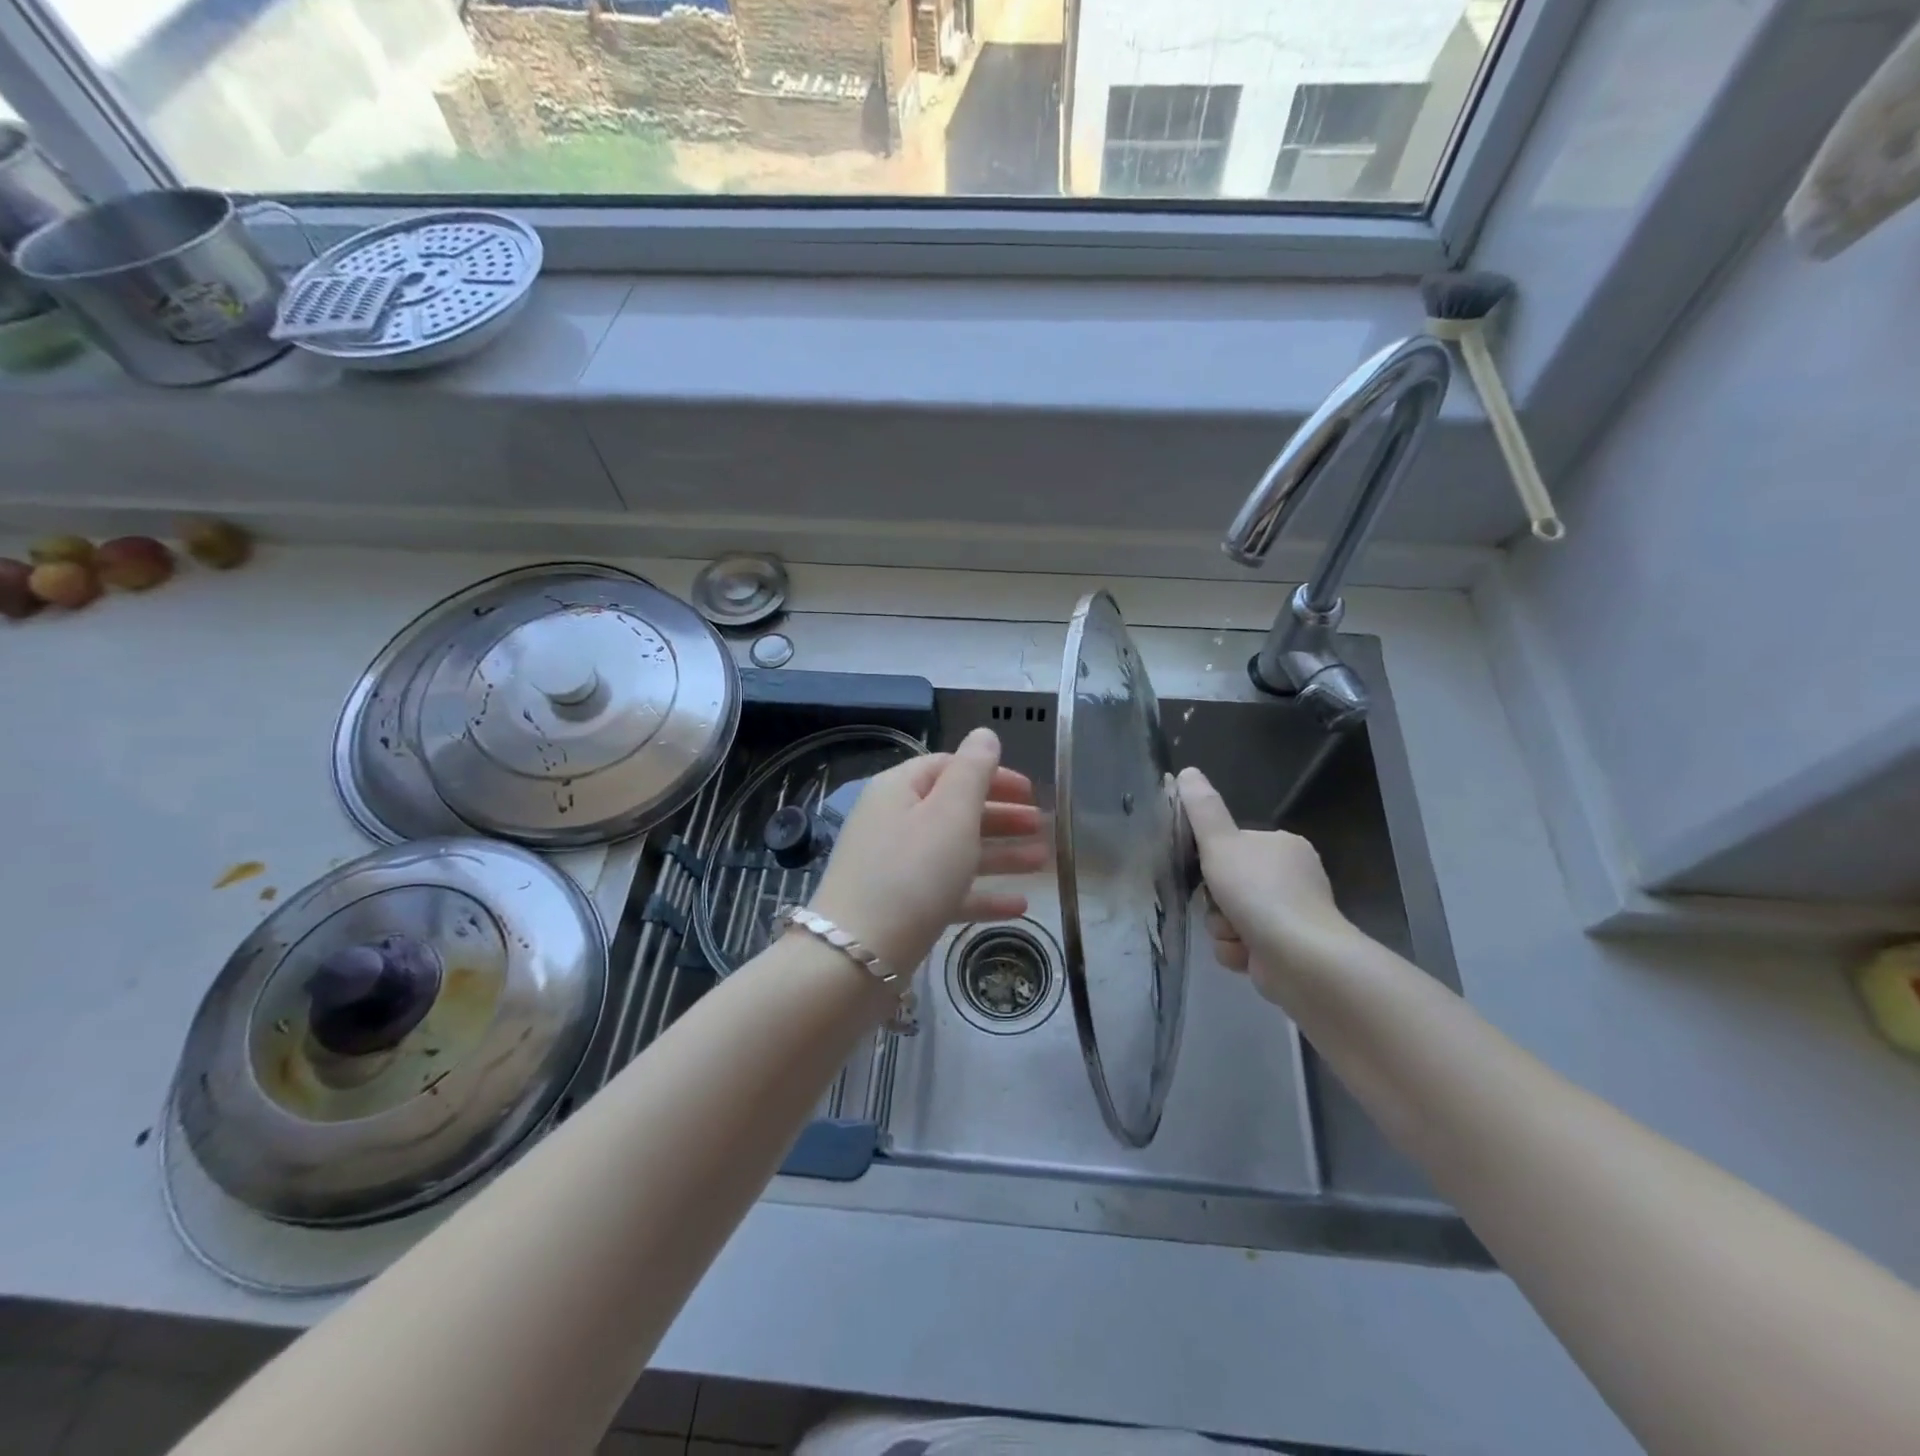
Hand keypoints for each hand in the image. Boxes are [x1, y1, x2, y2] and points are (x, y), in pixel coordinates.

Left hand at [809, 728, 1045, 974]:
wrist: (856, 958)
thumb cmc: (911, 874)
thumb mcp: (950, 814)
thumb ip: (973, 771)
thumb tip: (984, 735)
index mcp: (899, 790)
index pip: (949, 767)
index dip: (992, 775)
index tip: (1032, 791)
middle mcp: (894, 823)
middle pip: (954, 810)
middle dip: (1001, 816)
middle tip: (1043, 826)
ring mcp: (896, 868)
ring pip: (956, 852)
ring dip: (1000, 854)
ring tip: (1043, 861)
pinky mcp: (902, 909)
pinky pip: (949, 892)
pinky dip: (982, 894)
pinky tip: (1019, 906)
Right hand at [1178, 766, 1357, 1005]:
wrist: (1300, 957)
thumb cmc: (1260, 892)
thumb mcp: (1221, 844)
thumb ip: (1202, 810)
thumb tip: (1188, 771)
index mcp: (1283, 847)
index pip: (1235, 847)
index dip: (1213, 861)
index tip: (1206, 872)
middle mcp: (1292, 879)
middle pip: (1229, 885)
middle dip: (1216, 902)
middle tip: (1219, 905)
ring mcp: (1292, 917)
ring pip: (1231, 917)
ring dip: (1223, 928)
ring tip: (1235, 935)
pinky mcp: (1287, 951)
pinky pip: (1244, 945)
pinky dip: (1238, 951)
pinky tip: (1245, 954)